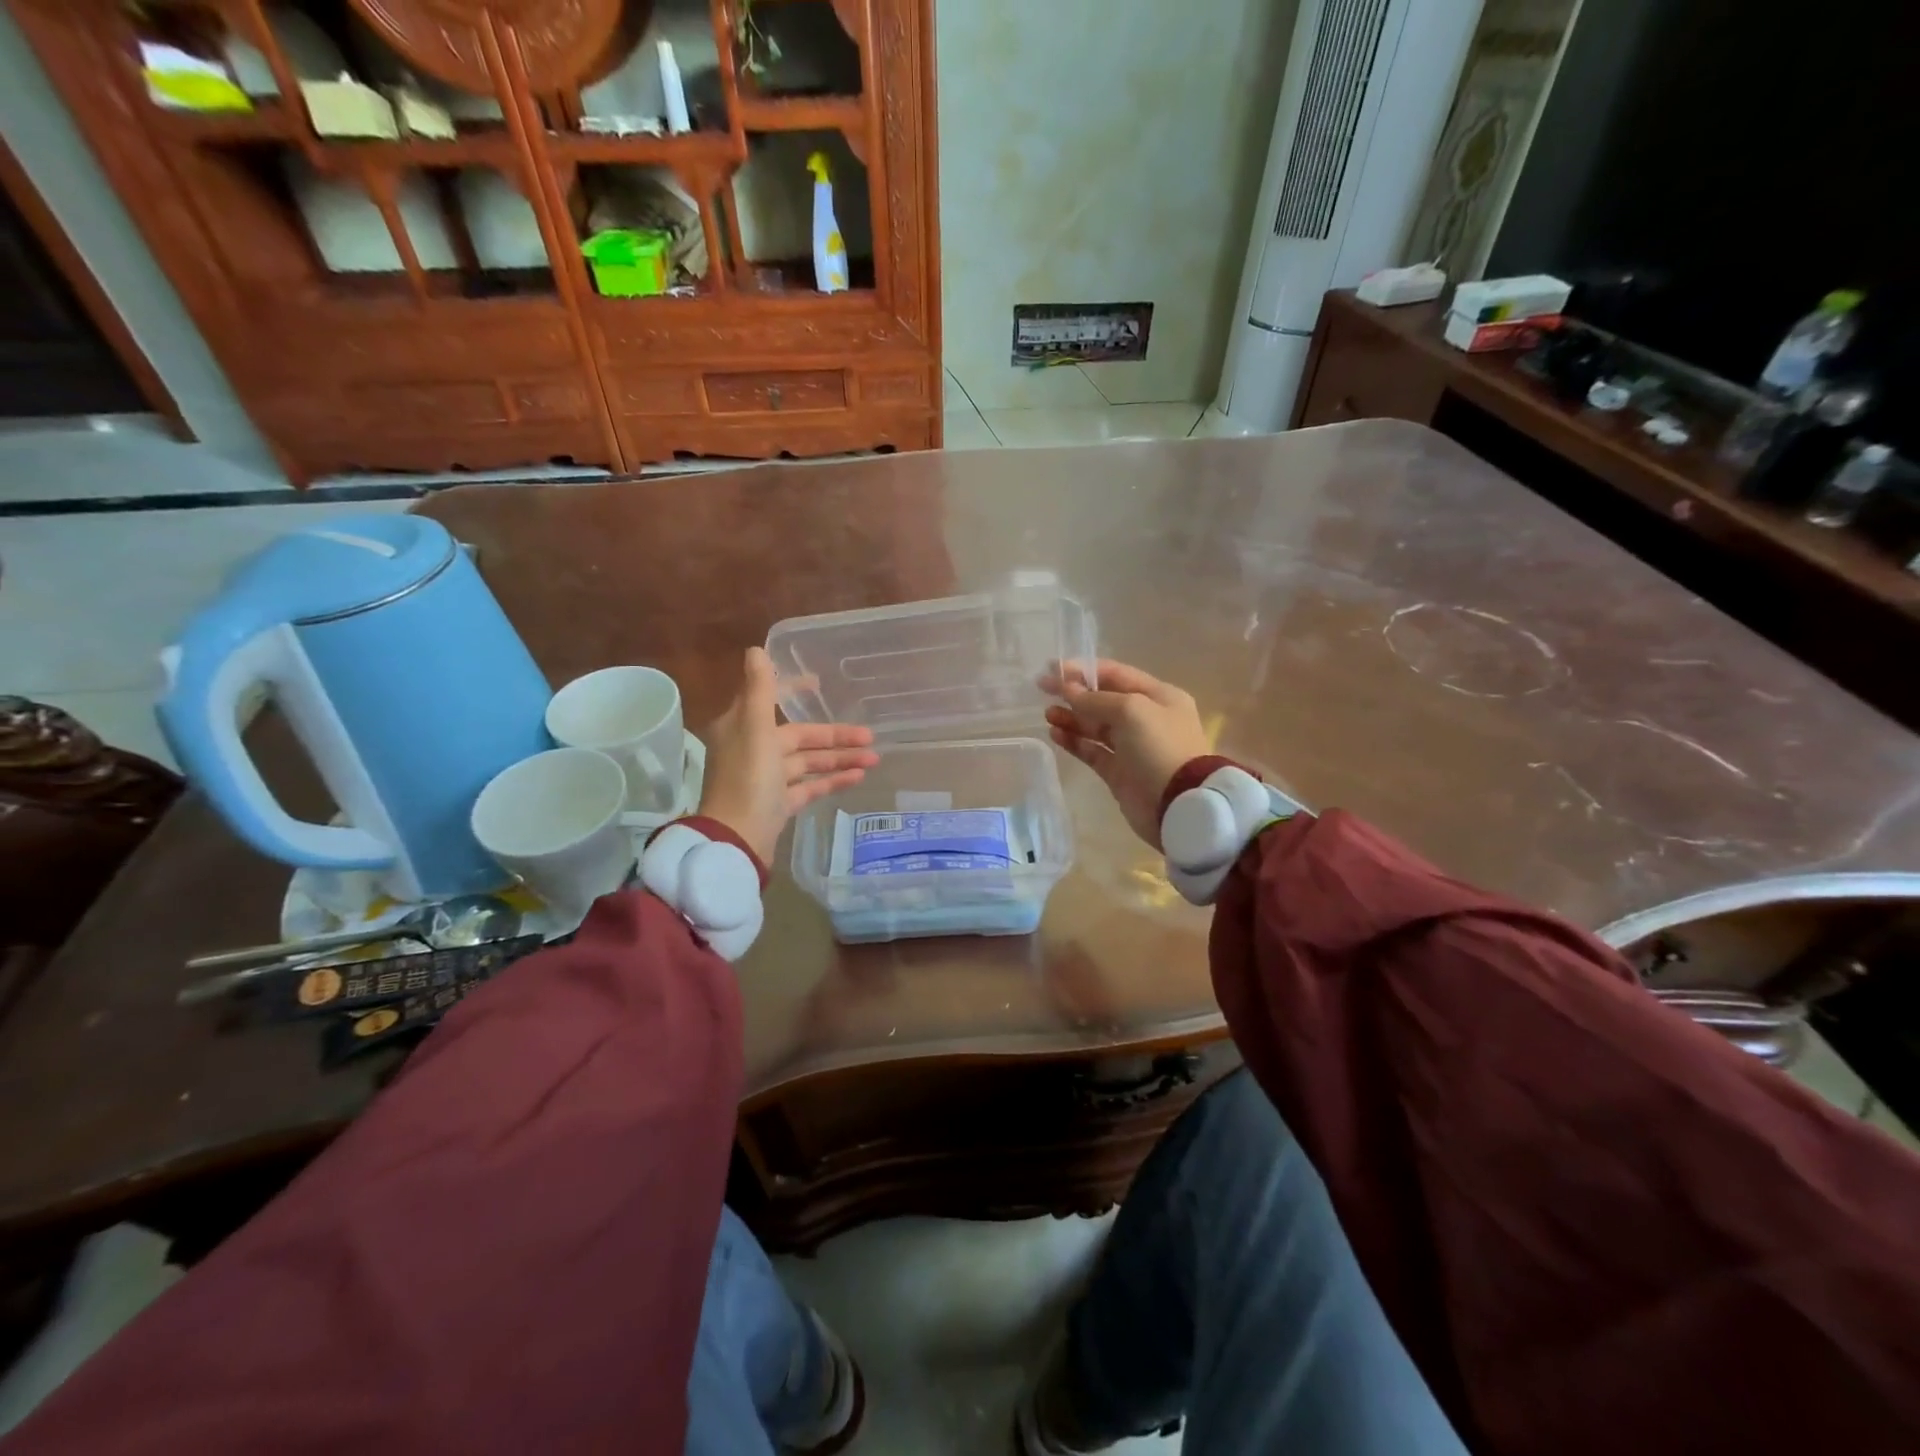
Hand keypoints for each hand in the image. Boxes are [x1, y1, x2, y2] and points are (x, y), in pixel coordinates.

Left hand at [699, 647, 877, 864]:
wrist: (737, 839)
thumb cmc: (747, 779)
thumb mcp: (755, 729)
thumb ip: (759, 690)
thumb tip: (755, 650)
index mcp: (743, 728)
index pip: (771, 700)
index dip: (795, 690)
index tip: (820, 684)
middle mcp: (753, 749)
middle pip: (799, 736)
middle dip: (834, 736)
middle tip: (870, 736)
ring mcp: (766, 779)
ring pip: (808, 762)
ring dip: (839, 759)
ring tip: (874, 760)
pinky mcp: (778, 804)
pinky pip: (809, 786)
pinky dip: (831, 781)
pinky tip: (858, 778)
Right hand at [1041, 659, 1211, 849]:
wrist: (1179, 804)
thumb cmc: (1160, 747)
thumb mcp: (1131, 711)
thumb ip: (1096, 699)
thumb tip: (1069, 689)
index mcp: (1158, 696)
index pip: (1116, 674)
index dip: (1084, 670)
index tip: (1053, 668)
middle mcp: (1146, 718)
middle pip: (1103, 700)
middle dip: (1074, 693)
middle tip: (1043, 689)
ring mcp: (1131, 747)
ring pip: (1095, 726)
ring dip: (1071, 717)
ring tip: (1047, 714)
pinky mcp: (1118, 772)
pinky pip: (1092, 751)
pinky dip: (1074, 741)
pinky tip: (1055, 733)